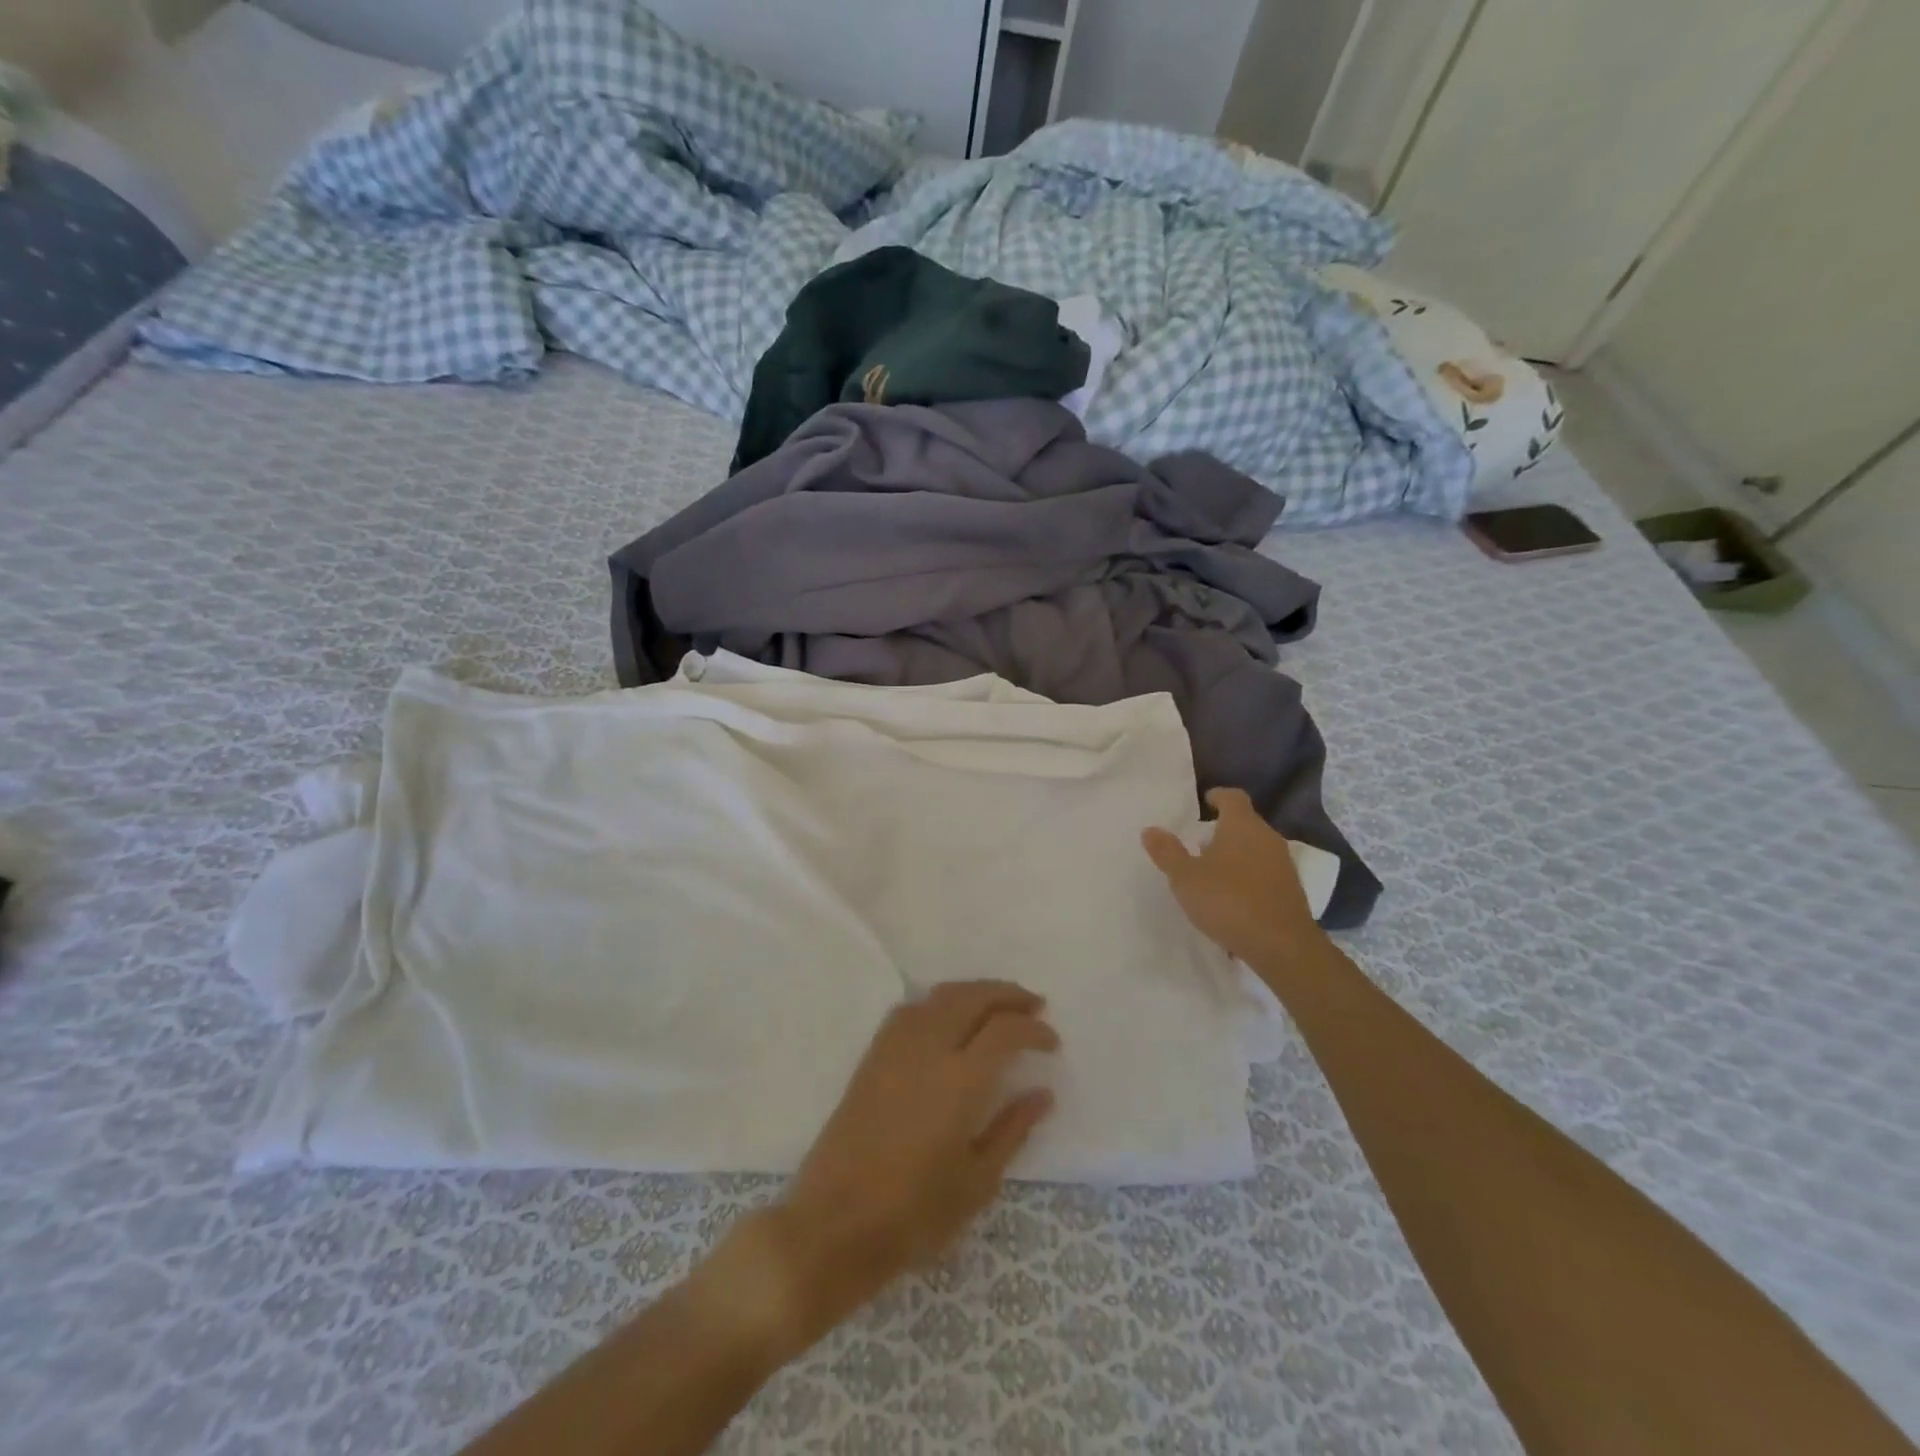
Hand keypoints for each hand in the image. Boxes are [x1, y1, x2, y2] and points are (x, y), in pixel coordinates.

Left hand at [743, 981, 1057, 1354]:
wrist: (833, 1223)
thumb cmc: (913, 1213)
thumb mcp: (977, 1182)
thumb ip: (1012, 1130)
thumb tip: (1042, 1093)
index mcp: (960, 1080)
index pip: (1005, 1031)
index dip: (1034, 1030)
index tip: (1052, 1043)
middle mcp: (928, 1048)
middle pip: (972, 997)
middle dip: (1008, 995)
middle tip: (1033, 1006)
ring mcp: (895, 1047)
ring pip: (940, 995)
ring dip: (974, 992)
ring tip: (996, 1007)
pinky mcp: (873, 1055)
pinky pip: (912, 1009)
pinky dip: (939, 1003)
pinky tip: (948, 1021)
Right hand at [1141, 787, 1330, 967]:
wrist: (1282, 946)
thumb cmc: (1228, 901)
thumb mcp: (1185, 878)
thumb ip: (1167, 852)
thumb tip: (1150, 829)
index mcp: (1242, 825)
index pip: (1233, 797)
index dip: (1218, 796)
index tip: (1205, 802)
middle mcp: (1267, 837)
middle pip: (1246, 823)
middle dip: (1224, 829)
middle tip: (1199, 842)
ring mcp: (1283, 864)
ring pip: (1256, 848)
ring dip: (1237, 854)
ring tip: (1213, 872)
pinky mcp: (1291, 890)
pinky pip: (1265, 873)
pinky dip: (1248, 877)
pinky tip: (1233, 898)